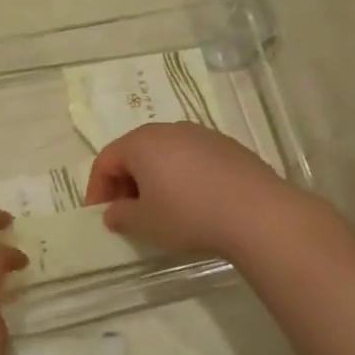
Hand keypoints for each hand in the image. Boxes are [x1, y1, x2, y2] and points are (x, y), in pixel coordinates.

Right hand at [85, 123, 289, 258]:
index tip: (101, 215)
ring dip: (155, 177)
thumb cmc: (189, 215)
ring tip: (162, 208)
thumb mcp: (145, 224)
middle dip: (125, 181)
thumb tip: (114, 212)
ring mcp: (201, 134)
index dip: (97, 188)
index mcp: (141, 143)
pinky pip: (192, 158)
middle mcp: (169, 130)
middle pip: (135, 152)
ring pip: (165, 153)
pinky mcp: (227, 145)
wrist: (257, 213)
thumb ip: (121, 216)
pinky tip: (195, 201)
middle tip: (128, 211)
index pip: (106, 160)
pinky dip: (183, 175)